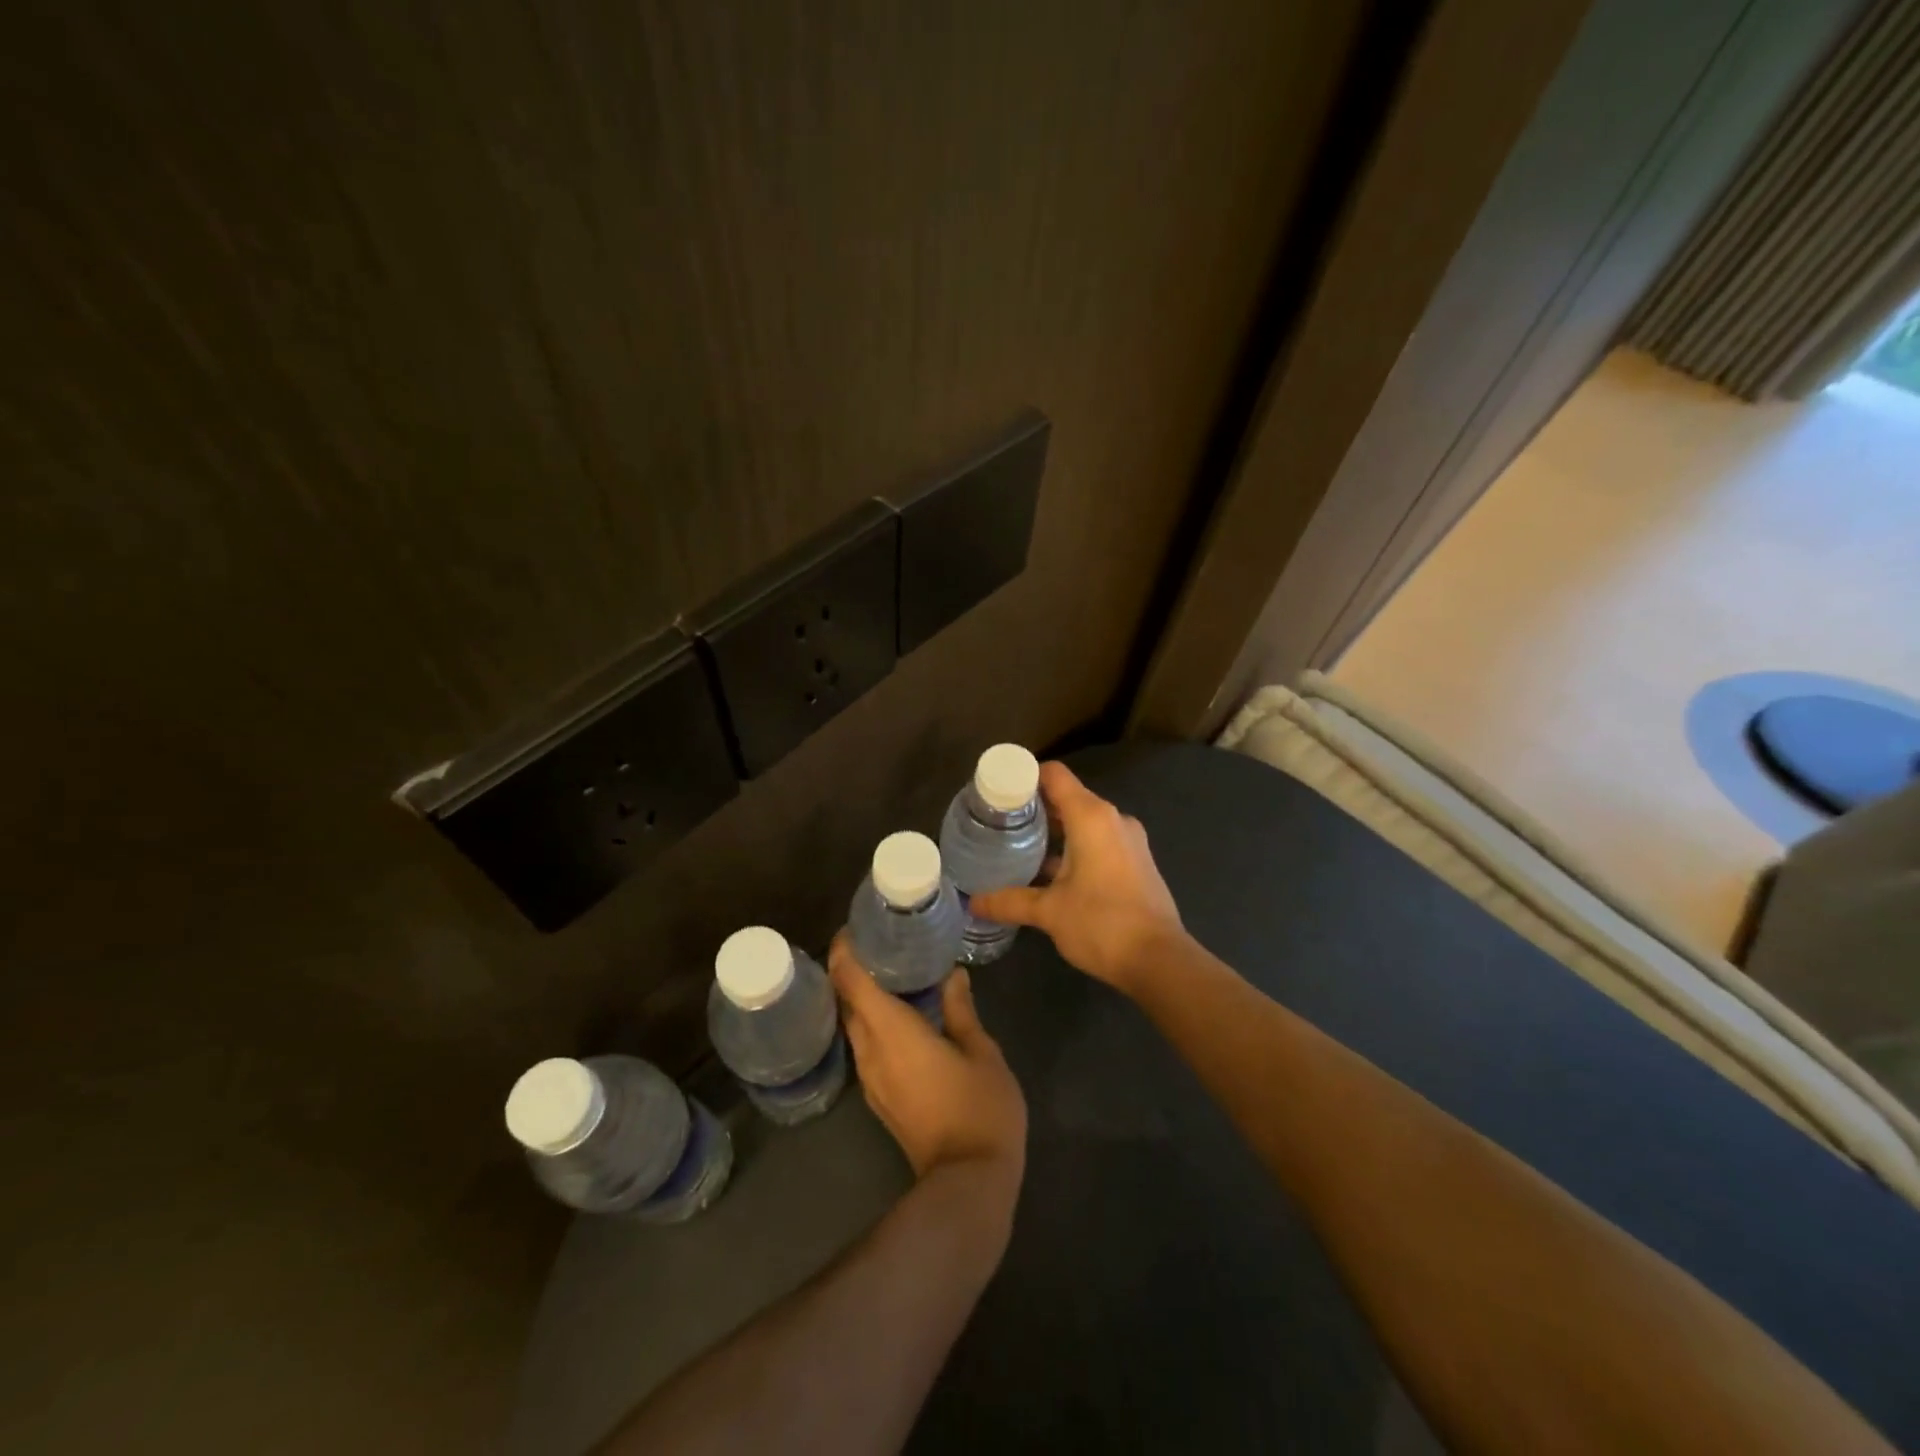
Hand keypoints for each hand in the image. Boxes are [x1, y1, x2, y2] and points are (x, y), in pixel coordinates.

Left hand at [828, 933, 1027, 1201]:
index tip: (854, 928)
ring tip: (891, 973)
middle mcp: (871, 1051)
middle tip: (880, 944)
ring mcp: (871, 1079)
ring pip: (854, 1026)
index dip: (844, 951)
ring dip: (862, 998)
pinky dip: (872, 1023)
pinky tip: (898, 1015)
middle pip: (845, 1001)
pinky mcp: (879, 1099)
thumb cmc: (980, 1108)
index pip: (851, 981)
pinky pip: (865, 1047)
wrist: (968, 1183)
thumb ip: (961, 1010)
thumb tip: (952, 976)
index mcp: (892, 1031)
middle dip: (852, 970)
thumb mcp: (981, 1052)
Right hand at [969, 761, 1185, 994]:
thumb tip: (973, 903)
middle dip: (1035, 809)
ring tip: (1020, 849)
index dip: (1024, 777)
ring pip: (1084, 822)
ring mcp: (1129, 841)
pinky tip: (1051, 873)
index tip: (998, 793)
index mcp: (1092, 816)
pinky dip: (1075, 848)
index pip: (1054, 775)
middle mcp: (1113, 819)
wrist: (1160, 961)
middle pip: (1068, 798)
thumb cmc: (1101, 924)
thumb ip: (1009, 901)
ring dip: (1055, 832)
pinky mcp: (1137, 862)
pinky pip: (1099, 842)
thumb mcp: (1049, 912)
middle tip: (1000, 825)